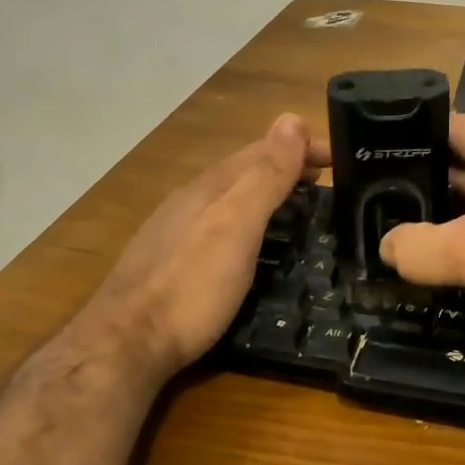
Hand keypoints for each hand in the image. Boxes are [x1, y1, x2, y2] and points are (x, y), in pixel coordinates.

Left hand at [73, 113, 326, 386]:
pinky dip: (250, 219)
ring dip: (269, 192)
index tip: (339, 157)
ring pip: (232, 197)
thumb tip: (292, 119)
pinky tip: (253, 242)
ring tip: (300, 206)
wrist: (125, 345)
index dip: (301, 146)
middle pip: (246, 170)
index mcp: (211, 186)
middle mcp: (192, 200)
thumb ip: (265, 175)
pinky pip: (221, 223)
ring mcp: (177, 230)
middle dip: (287, 166)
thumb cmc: (191, 285)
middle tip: (326, 181)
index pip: (263, 149)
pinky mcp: (172, 262)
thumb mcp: (236, 225)